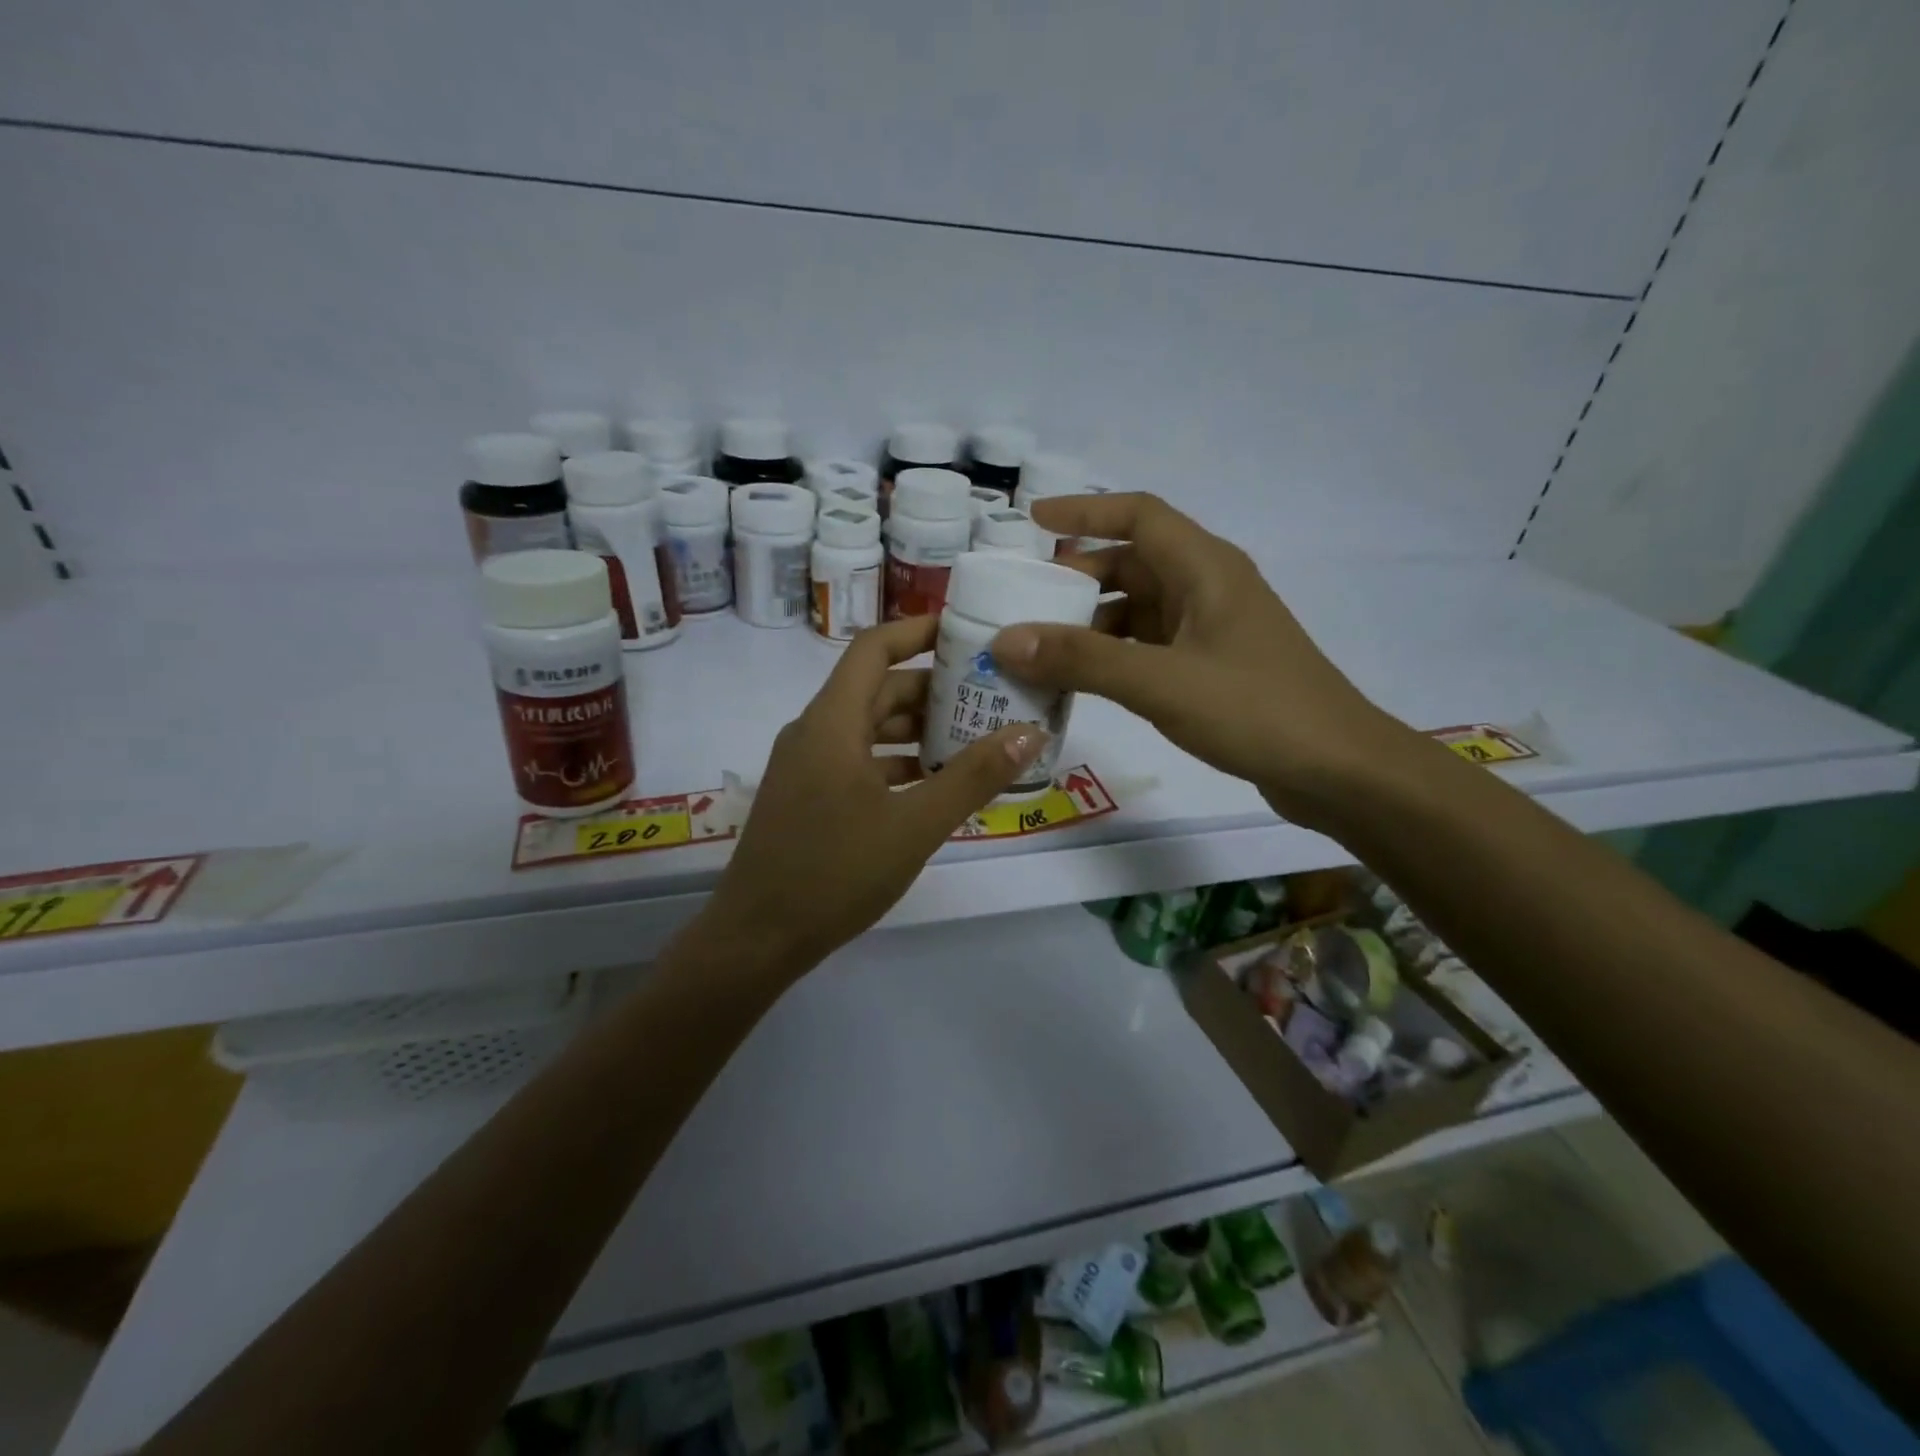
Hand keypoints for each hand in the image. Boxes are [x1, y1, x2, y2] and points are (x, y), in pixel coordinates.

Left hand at [700, 616, 1048, 971]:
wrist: (757, 939)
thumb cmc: (835, 873)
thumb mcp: (915, 825)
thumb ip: (973, 776)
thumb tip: (1028, 732)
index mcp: (832, 722)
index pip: (874, 648)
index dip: (917, 631)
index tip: (964, 633)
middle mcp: (814, 732)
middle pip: (877, 690)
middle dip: (932, 689)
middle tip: (988, 697)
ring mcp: (806, 767)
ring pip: (868, 728)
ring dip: (915, 730)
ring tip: (972, 740)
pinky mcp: (807, 797)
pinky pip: (857, 761)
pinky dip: (895, 762)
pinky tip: (932, 785)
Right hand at [991, 493, 1404, 826]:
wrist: (1338, 771)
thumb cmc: (1255, 711)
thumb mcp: (1161, 682)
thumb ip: (1082, 660)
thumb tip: (1007, 640)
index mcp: (1206, 569)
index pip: (1139, 515)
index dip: (1084, 512)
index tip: (1032, 522)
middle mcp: (1209, 589)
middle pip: (1133, 564)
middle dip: (1077, 578)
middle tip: (1024, 602)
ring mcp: (1212, 631)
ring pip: (1139, 610)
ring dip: (1091, 624)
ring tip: (1040, 649)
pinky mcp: (1212, 669)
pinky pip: (1149, 648)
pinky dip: (1113, 657)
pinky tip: (1082, 683)